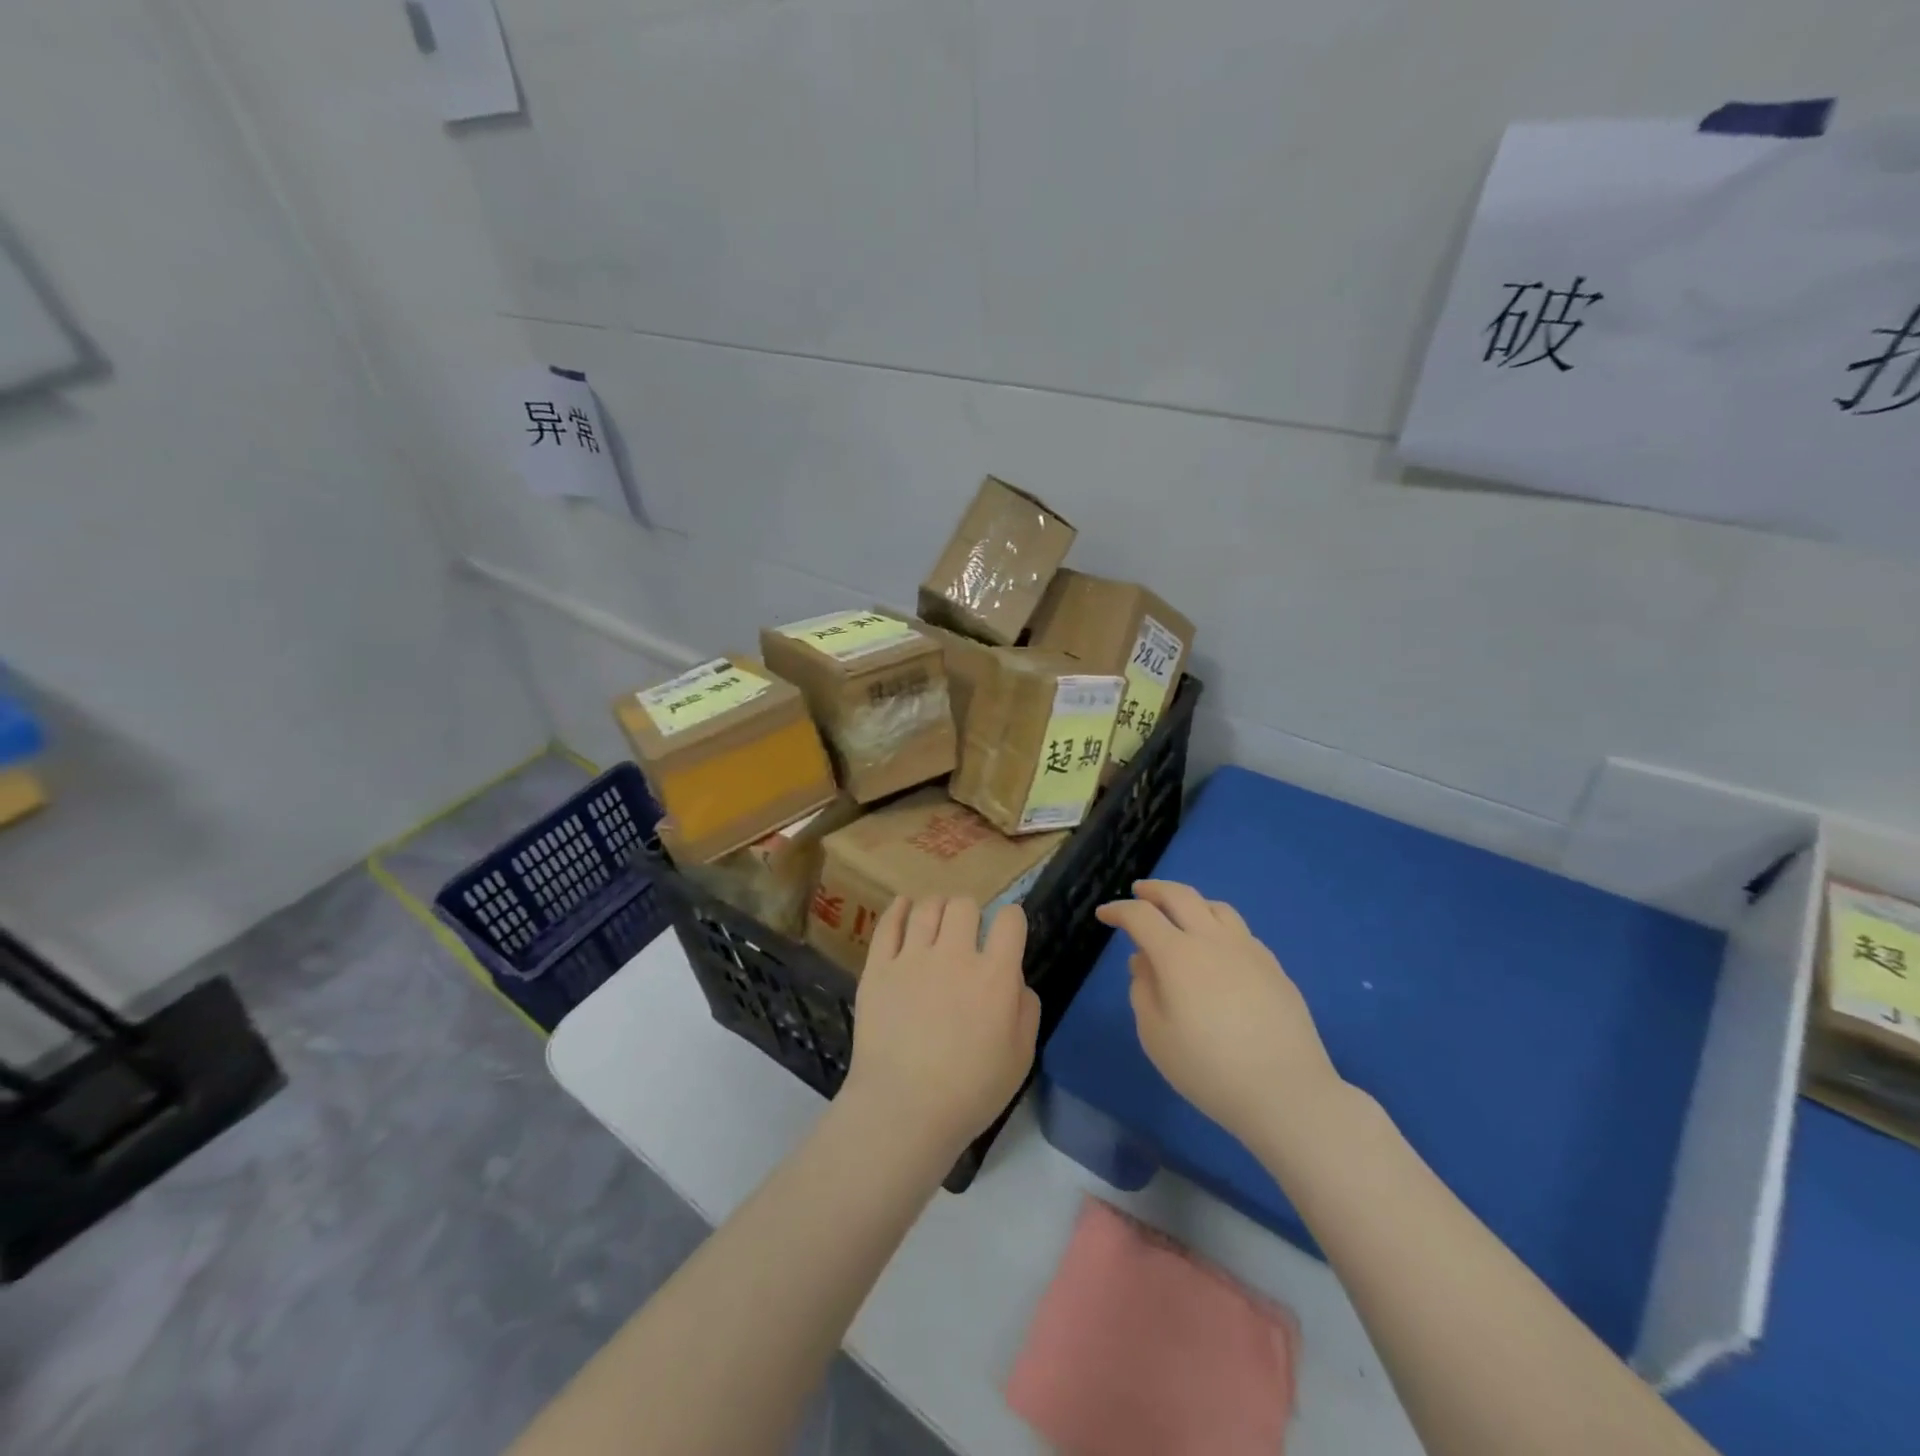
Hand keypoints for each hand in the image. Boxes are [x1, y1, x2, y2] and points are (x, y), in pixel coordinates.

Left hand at [843, 896, 1040, 1160]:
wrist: (904, 1108)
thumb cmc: (971, 1091)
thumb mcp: (1021, 1057)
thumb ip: (1026, 1009)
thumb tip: (1015, 979)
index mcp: (995, 975)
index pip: (1011, 920)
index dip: (1012, 920)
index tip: (1007, 932)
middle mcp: (955, 955)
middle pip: (965, 905)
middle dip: (971, 913)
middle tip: (967, 933)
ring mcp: (912, 957)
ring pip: (928, 907)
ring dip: (938, 908)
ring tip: (937, 921)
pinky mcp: (879, 967)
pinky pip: (889, 924)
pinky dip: (899, 909)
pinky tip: (904, 907)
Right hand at [1095, 880, 1342, 1145]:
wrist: (1286, 1092)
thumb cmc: (1208, 1068)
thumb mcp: (1155, 1035)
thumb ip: (1143, 991)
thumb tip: (1144, 962)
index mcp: (1178, 954)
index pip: (1140, 916)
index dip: (1118, 911)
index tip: (1104, 915)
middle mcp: (1213, 940)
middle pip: (1180, 895)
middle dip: (1154, 890)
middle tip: (1139, 891)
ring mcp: (1248, 950)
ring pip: (1216, 906)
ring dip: (1190, 902)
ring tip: (1181, 914)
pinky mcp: (1274, 967)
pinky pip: (1240, 932)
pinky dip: (1218, 927)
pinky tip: (1217, 951)